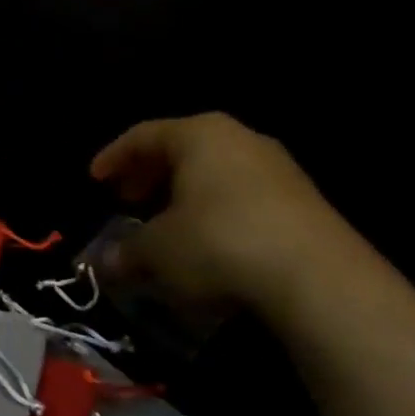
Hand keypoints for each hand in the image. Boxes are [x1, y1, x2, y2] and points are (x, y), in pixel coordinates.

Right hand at [88, 114, 380, 317]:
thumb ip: (124, 252)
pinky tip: (205, 243)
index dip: (113, 157)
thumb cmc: (218, 244)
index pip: (143, 135)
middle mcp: (240, 139)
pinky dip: (214, 212)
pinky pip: (241, 197)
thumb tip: (105, 262)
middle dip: (148, 175)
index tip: (95, 181)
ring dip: (182, 196)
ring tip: (163, 224)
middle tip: (126, 200)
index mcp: (199, 135)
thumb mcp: (156, 251)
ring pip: (214, 173)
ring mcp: (278, 169)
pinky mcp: (303, 202)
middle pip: (181, 150)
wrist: (320, 280)